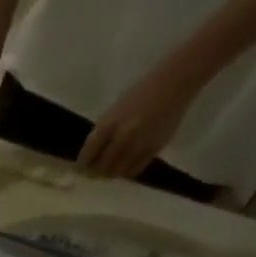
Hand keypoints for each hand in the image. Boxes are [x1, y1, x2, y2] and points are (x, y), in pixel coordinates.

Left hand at [78, 57, 206, 180]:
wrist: (175, 82)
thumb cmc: (141, 91)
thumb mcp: (115, 110)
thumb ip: (104, 131)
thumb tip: (93, 153)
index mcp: (108, 124)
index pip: (88, 153)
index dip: (82, 165)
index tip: (79, 169)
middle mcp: (122, 137)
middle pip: (102, 166)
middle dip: (95, 173)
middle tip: (93, 174)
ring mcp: (139, 144)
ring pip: (118, 172)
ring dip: (111, 174)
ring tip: (108, 173)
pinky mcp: (155, 149)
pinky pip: (136, 170)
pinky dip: (127, 172)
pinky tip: (125, 168)